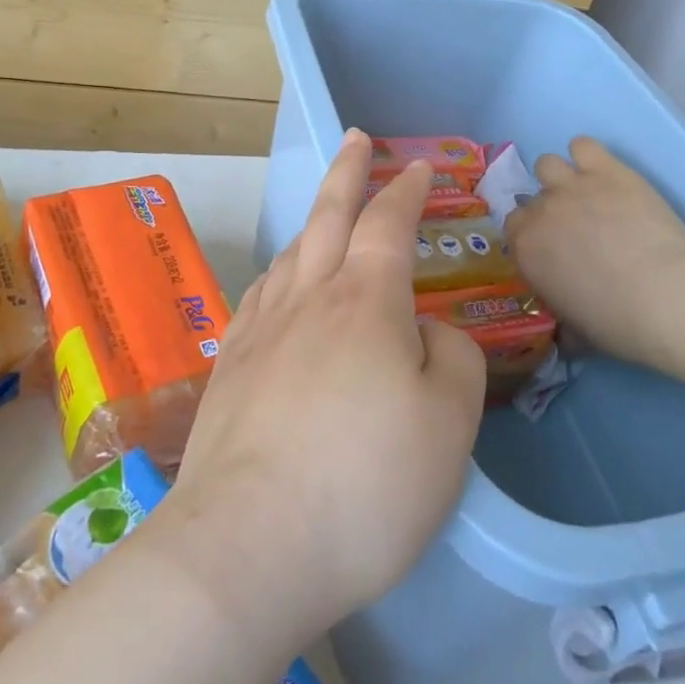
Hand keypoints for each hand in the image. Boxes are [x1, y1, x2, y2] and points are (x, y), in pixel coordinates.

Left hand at [145, 130, 486, 657]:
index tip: (420, 168)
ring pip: (291, 253)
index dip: (406, 191)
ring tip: (326, 214)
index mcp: (365, 301)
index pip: (388, 224)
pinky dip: (280, 273)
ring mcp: (261, 330)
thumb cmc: (366, 483)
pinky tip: (281, 286)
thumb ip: (453, 359)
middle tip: (356, 139)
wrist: (249, 544)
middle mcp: (309, 298)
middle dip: (347, 171)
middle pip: (328, 215)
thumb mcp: (449, 423)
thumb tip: (428, 332)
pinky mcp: (230, 367)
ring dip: (313, 222)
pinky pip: (260, 296)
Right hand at [507, 137, 684, 380]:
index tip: (552, 247)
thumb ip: (561, 316)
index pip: (514, 229)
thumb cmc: (618, 323)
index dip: (533, 236)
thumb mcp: (577, 330)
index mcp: (525, 250)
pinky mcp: (606, 170)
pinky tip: (602, 172)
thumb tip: (563, 329)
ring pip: (548, 164)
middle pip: (531, 198)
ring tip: (585, 193)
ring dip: (561, 177)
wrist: (666, 297)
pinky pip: (583, 145)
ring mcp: (571, 186)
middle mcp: (540, 211)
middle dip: (548, 210)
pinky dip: (588, 156)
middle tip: (575, 226)